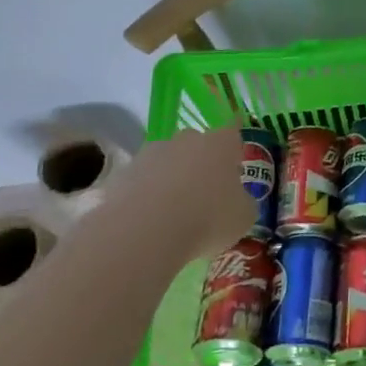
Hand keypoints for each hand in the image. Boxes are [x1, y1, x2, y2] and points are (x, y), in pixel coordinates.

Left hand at [96, 126, 255, 264]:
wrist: (144, 231)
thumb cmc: (207, 219)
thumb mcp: (243, 217)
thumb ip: (242, 202)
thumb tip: (237, 201)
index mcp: (220, 144)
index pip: (233, 133)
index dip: (234, 148)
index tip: (235, 163)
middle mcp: (185, 140)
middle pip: (197, 145)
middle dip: (200, 164)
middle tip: (204, 194)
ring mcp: (150, 154)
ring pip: (166, 162)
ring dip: (170, 180)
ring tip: (172, 212)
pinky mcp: (121, 174)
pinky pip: (140, 183)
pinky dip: (145, 197)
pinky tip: (148, 222)